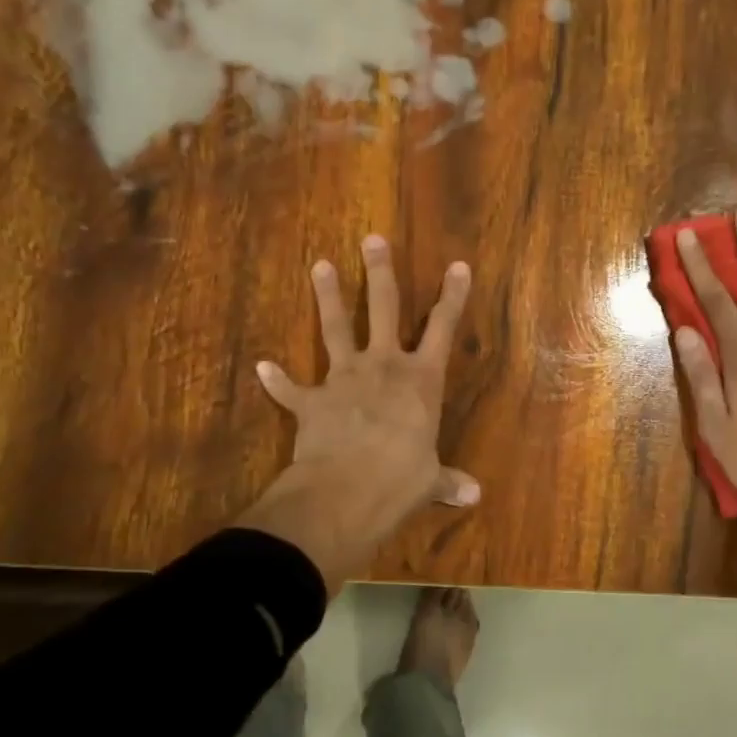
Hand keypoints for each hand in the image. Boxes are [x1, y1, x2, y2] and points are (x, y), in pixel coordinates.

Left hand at [238, 236, 475, 590]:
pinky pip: (291, 388)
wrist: (345, 492)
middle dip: (379, 273)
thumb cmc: (401, 479)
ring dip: (328, 297)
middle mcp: (383, 367)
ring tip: (320, 265)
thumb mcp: (430, 479)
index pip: (442, 327)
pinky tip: (263, 367)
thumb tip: (473, 497)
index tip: (457, 265)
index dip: (452, 296)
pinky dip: (277, 380)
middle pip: (383, 308)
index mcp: (421, 379)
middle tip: (372, 239)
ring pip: (336, 328)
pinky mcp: (311, 402)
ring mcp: (343, 379)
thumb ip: (448, 481)